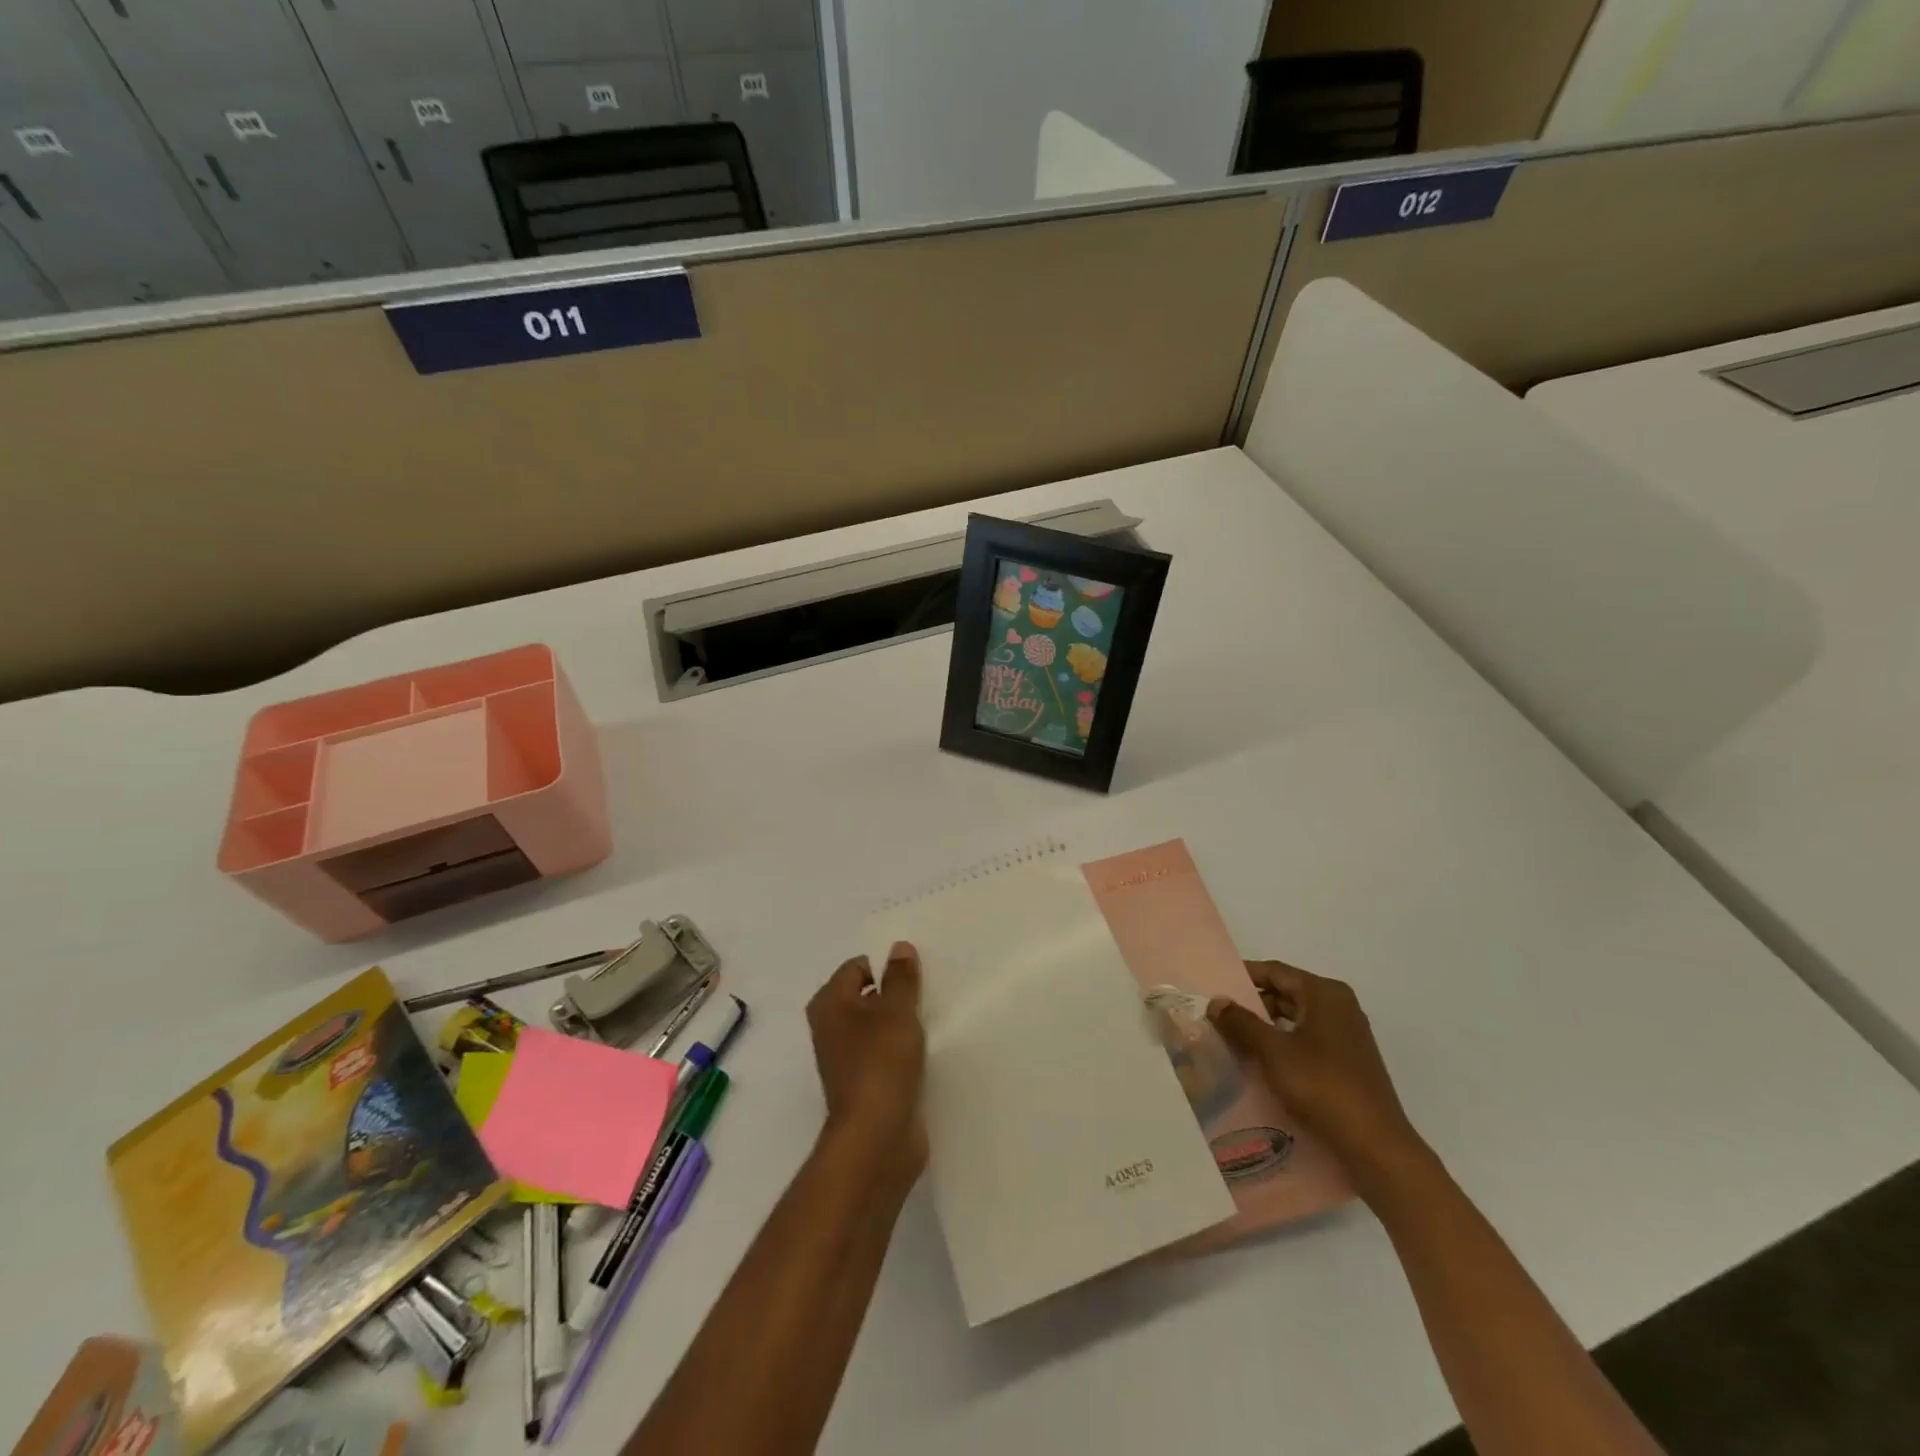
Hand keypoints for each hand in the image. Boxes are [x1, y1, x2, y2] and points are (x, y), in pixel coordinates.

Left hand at [807, 942, 927, 1188]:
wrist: (877, 1138)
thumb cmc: (881, 1062)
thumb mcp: (897, 1010)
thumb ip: (901, 978)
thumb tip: (899, 947)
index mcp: (829, 1003)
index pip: (858, 967)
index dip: (886, 968)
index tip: (915, 979)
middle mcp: (830, 1027)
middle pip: (867, 996)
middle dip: (895, 995)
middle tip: (926, 997)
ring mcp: (846, 1059)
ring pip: (877, 1026)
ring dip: (900, 1024)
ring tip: (929, 1023)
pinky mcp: (865, 1085)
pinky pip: (885, 1054)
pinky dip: (901, 1050)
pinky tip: (925, 1053)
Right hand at [1208, 960, 1425, 1197]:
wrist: (1375, 1146)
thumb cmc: (1322, 1086)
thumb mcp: (1273, 1051)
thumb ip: (1241, 1022)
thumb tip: (1216, 1001)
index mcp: (1325, 993)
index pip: (1275, 971)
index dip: (1243, 976)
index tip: (1214, 985)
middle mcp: (1340, 1006)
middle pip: (1286, 993)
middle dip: (1252, 1004)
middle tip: (1219, 1015)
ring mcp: (1347, 1035)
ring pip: (1296, 1019)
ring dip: (1266, 1027)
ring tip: (1234, 1039)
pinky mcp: (1349, 1062)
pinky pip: (1308, 1041)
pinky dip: (1284, 1045)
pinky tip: (1262, 1063)